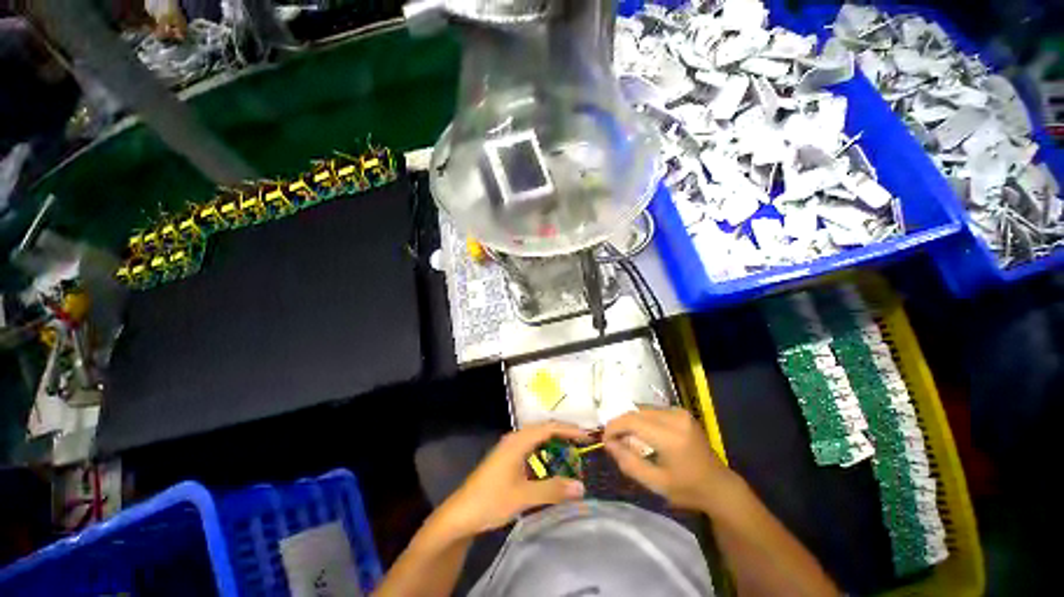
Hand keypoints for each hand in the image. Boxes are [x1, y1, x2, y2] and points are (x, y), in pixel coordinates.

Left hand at [433, 423, 587, 540]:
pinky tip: (550, 464)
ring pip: (536, 438)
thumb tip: (581, 486)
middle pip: (543, 429)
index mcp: (518, 441)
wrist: (461, 514)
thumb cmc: (491, 501)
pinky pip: (530, 448)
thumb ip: (553, 489)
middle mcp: (514, 439)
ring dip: (553, 442)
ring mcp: (509, 448)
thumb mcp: (524, 496)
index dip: (569, 429)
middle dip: (563, 433)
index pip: (549, 427)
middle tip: (583, 442)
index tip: (587, 436)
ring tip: (571, 451)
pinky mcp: (506, 458)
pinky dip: (544, 452)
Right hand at [604, 407, 734, 510]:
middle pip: (636, 413)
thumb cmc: (688, 489)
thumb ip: (629, 463)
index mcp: (671, 437)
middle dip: (620, 424)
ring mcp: (680, 412)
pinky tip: (640, 434)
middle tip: (612, 441)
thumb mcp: (656, 483)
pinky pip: (652, 411)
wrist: (719, 486)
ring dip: (630, 421)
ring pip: (642, 409)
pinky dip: (641, 420)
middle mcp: (676, 418)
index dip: (614, 427)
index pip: (632, 421)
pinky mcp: (681, 412)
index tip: (604, 440)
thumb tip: (608, 443)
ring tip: (625, 438)